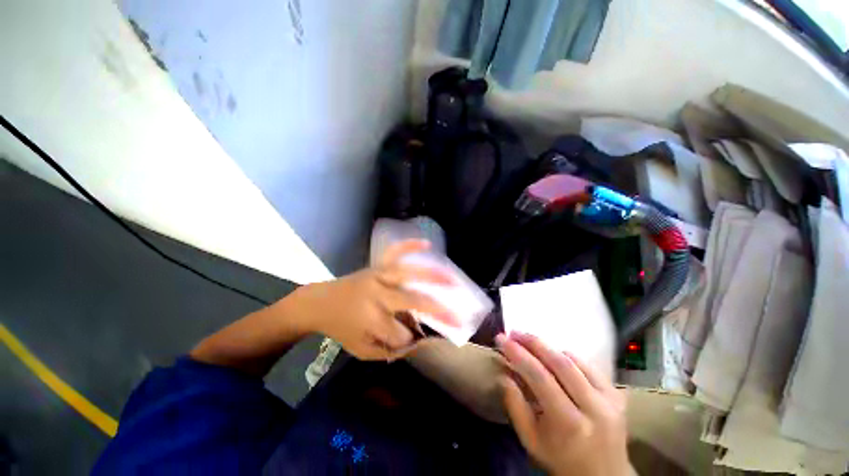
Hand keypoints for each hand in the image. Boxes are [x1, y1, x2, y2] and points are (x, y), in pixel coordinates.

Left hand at [295, 240, 457, 360]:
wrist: (321, 302)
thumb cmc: (341, 327)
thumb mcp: (361, 350)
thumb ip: (389, 351)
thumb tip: (416, 341)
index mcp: (371, 319)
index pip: (401, 333)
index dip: (407, 339)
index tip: (408, 339)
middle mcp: (377, 295)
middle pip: (413, 302)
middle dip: (437, 311)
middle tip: (457, 318)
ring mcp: (378, 276)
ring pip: (408, 274)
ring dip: (432, 276)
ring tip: (452, 279)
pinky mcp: (377, 266)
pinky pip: (394, 252)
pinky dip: (409, 246)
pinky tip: (426, 243)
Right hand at [497, 332, 628, 475]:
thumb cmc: (561, 461)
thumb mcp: (531, 441)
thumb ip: (515, 406)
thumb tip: (504, 374)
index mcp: (569, 423)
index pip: (540, 377)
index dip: (518, 354)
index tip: (501, 339)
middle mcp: (593, 408)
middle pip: (560, 363)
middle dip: (533, 343)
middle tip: (514, 332)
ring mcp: (610, 400)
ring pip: (575, 361)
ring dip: (549, 347)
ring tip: (529, 341)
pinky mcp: (617, 396)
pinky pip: (590, 366)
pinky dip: (569, 356)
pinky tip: (555, 354)